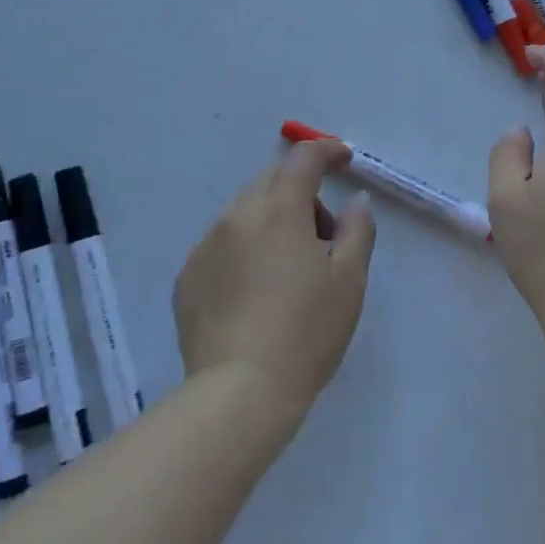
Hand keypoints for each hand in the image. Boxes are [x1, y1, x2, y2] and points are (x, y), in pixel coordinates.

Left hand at [175, 139, 376, 420]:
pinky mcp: (187, 276)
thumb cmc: (306, 332)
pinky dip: (243, 249)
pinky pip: (221, 244)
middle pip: (271, 181)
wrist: (239, 393)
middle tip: (322, 235)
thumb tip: (355, 201)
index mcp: (279, 210)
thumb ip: (358, 230)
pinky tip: (254, 292)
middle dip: (300, 192)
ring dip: (270, 221)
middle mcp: (236, 215)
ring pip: (244, 212)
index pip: (303, 159)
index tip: (344, 160)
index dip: (327, 150)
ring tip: (287, 269)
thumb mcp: (349, 281)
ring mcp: (205, 245)